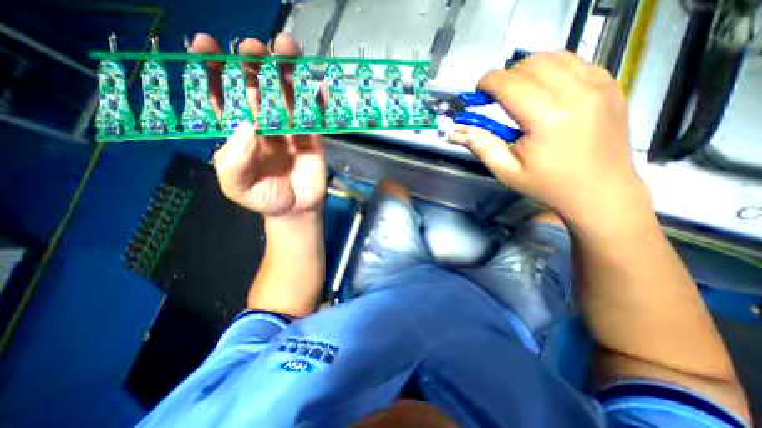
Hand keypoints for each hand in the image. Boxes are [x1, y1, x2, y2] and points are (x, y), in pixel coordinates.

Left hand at [193, 32, 324, 217]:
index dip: (213, 72)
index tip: (206, 46)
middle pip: (258, 89)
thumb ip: (233, 160)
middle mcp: (264, 126)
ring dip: (287, 73)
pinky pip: (315, 116)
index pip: (223, 98)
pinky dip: (318, 101)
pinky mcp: (312, 138)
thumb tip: (247, 125)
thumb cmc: (264, 198)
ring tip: (287, 48)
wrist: (296, 210)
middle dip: (254, 65)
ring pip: (288, 97)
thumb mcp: (237, 186)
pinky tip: (320, 85)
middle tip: (254, 47)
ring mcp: (290, 130)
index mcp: (239, 134)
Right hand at [448, 52, 651, 225]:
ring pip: (554, 56)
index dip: (488, 82)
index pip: (510, 83)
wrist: (600, 191)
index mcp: (547, 119)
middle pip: (531, 64)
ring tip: (519, 93)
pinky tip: (545, 92)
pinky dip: (553, 70)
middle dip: (506, 76)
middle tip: (497, 98)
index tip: (478, 93)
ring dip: (528, 70)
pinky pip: (576, 62)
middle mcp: (576, 94)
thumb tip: (455, 133)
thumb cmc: (548, 185)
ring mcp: (599, 86)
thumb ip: (480, 146)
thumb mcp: (507, 171)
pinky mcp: (610, 86)